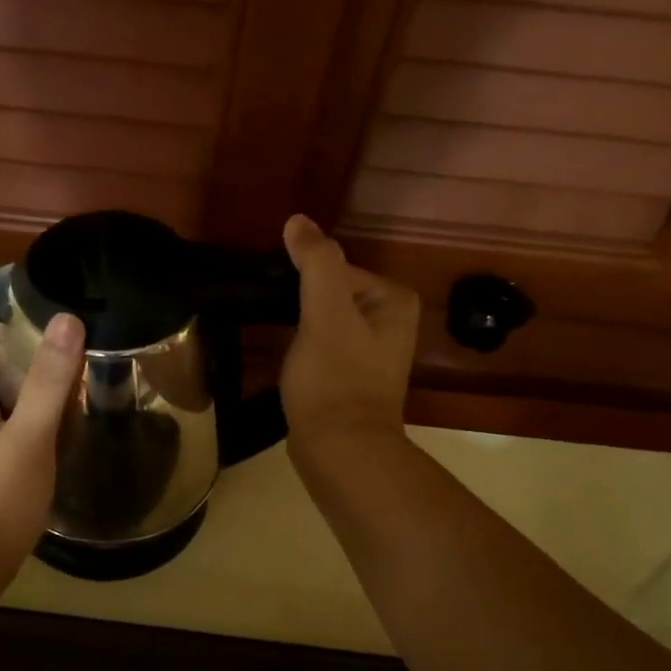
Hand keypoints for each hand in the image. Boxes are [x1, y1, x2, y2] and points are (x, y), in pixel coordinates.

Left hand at [0, 312, 85, 581]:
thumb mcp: (29, 438)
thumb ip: (48, 382)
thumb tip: (66, 319)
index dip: (1, 318)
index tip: (47, 320)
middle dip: (28, 350)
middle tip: (76, 350)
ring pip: (1, 392)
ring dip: (34, 384)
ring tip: (78, 382)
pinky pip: (7, 421)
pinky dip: (32, 414)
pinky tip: (62, 426)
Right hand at [279, 214, 418, 464]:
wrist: (340, 449)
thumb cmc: (335, 378)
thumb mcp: (325, 313)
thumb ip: (316, 262)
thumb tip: (298, 220)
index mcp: (393, 299)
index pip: (336, 269)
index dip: (303, 283)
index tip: (283, 305)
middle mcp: (391, 321)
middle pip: (330, 293)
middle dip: (301, 304)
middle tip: (276, 323)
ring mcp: (372, 352)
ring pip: (324, 321)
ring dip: (299, 327)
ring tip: (279, 343)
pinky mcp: (351, 377)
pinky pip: (322, 347)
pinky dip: (304, 349)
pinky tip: (290, 364)